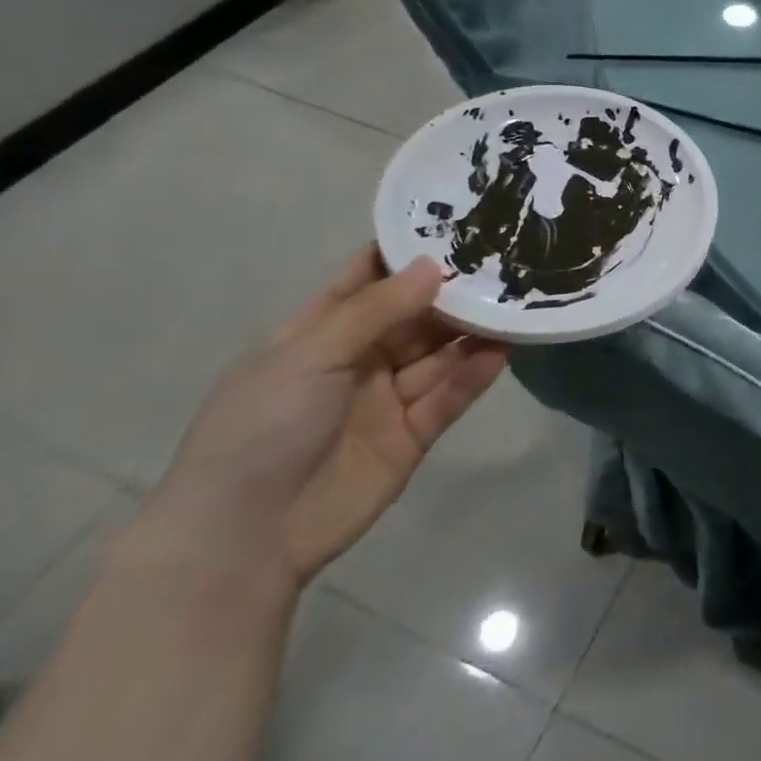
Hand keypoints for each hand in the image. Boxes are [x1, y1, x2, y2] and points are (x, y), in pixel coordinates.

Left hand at [133, 248, 509, 587]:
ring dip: (471, 332)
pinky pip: (448, 397)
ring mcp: (386, 399)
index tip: (451, 225)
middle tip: (501, 264)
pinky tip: (502, 351)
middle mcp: (356, 361)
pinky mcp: (412, 435)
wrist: (246, 535)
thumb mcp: (310, 355)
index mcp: (317, 335)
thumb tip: (433, 265)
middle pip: (412, 317)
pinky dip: (473, 375)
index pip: (364, 282)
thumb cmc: (263, 427)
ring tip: (513, 303)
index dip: (402, 255)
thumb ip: (376, 310)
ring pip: (438, 355)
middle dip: (450, 293)